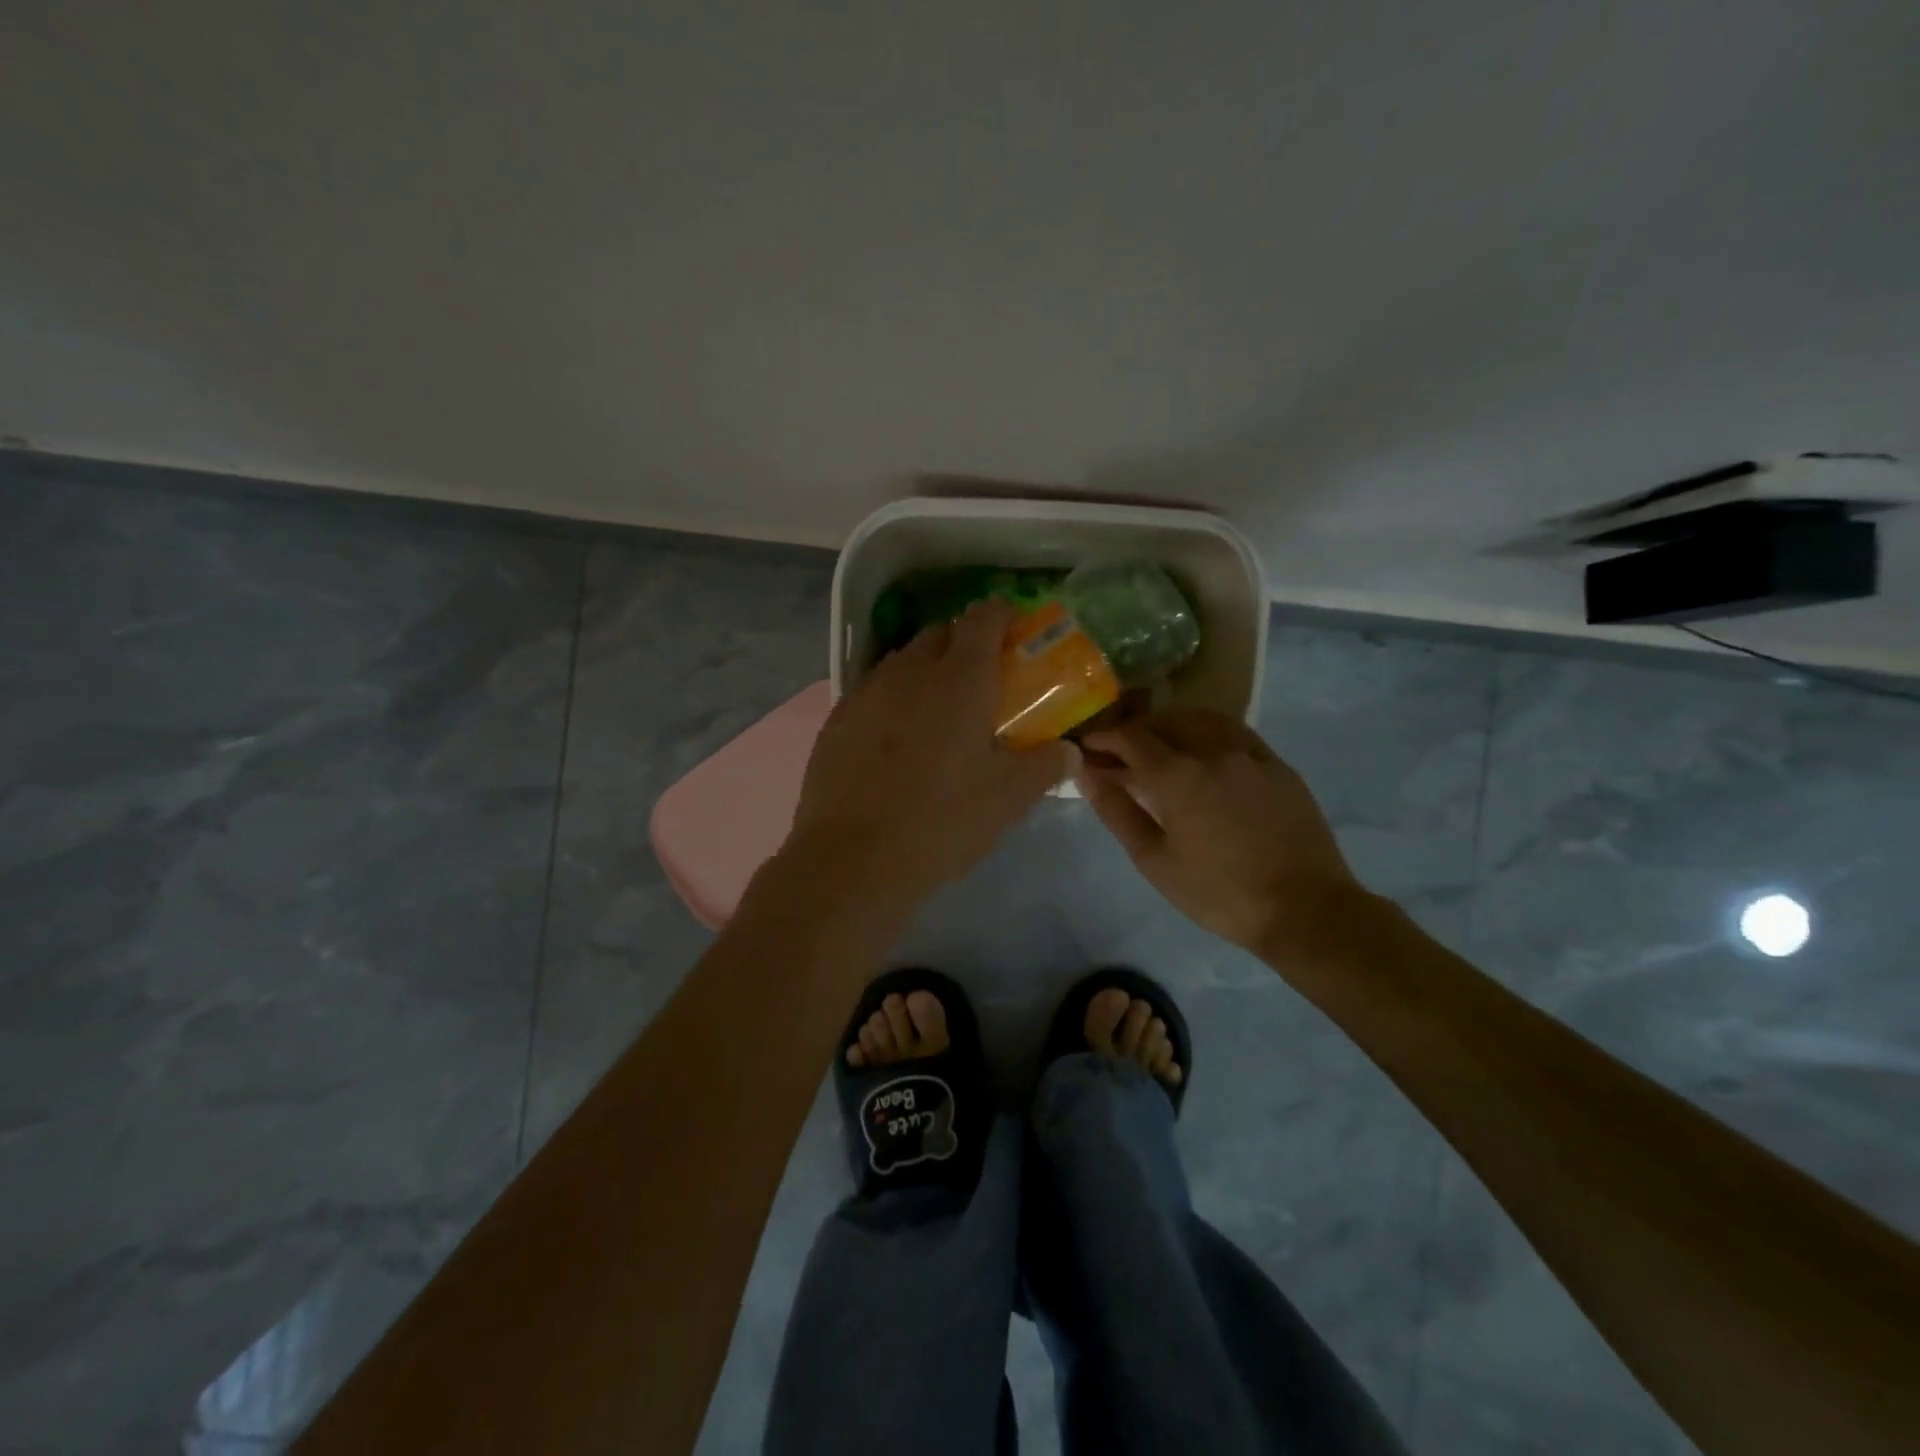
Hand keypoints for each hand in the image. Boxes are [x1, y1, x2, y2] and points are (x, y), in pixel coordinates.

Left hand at [781, 599, 1072, 918]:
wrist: (853, 859)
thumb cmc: (942, 822)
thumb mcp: (1008, 799)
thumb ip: (1045, 766)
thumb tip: (1070, 752)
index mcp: (960, 679)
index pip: (982, 618)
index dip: (1001, 616)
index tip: (1013, 632)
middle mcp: (911, 670)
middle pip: (940, 633)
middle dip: (963, 643)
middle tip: (980, 679)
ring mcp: (868, 691)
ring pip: (903, 660)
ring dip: (925, 669)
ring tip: (937, 709)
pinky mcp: (837, 717)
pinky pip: (873, 690)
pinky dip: (892, 698)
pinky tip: (895, 737)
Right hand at [1077, 709, 1367, 959]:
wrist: (1305, 909)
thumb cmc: (1218, 893)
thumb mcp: (1154, 860)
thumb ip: (1117, 812)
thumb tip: (1086, 775)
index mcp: (1178, 775)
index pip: (1130, 737)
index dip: (1103, 739)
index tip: (1086, 748)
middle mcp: (1213, 750)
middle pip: (1164, 720)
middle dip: (1135, 731)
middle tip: (1118, 754)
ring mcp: (1250, 753)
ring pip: (1201, 718)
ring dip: (1171, 725)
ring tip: (1158, 749)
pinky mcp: (1277, 764)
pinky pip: (1233, 732)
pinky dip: (1206, 732)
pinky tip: (1202, 755)